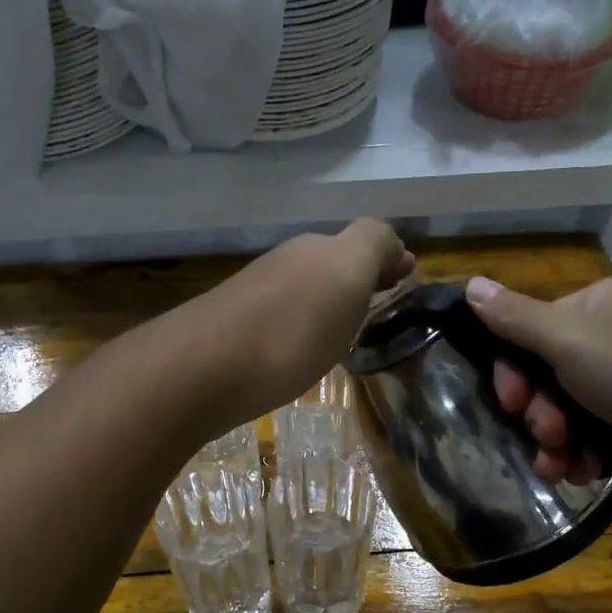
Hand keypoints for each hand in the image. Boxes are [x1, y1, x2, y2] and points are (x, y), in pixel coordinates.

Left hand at [181, 220, 414, 436]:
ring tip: (349, 333)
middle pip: (334, 264)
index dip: (389, 260)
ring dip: (332, 304)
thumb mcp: (345, 275)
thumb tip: (392, 243)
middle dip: (361, 279)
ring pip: (308, 291)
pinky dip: (304, 327)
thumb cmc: (290, 329)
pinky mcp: (237, 332)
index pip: (366, 241)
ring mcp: (257, 296)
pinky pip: (284, 320)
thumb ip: (373, 246)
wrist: (203, 371)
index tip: (408, 285)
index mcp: (318, 249)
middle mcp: (287, 264)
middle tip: (382, 308)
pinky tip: (305, 351)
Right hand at [464, 272, 611, 502]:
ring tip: (559, 468)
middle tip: (545, 437)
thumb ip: (515, 318)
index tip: (511, 403)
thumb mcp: (569, 342)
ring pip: (571, 409)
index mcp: (599, 304)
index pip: (530, 330)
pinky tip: (585, 473)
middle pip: (549, 373)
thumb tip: (470, 285)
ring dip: (556, 441)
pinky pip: (599, 431)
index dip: (512, 370)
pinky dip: (586, 452)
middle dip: (538, 412)